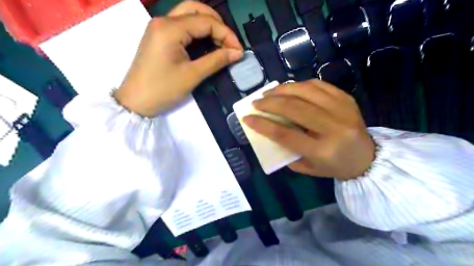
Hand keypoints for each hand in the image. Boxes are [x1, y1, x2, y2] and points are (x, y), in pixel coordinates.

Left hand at [112, 1, 241, 115]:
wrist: (135, 102)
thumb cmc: (163, 89)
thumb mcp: (192, 76)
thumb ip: (216, 60)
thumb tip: (237, 53)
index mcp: (170, 28)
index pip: (206, 21)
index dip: (226, 34)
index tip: (239, 50)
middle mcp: (163, 21)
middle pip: (196, 9)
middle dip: (217, 23)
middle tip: (229, 42)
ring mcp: (159, 28)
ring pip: (188, 15)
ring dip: (207, 25)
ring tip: (221, 43)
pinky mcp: (159, 37)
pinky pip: (182, 26)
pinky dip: (197, 32)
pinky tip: (206, 44)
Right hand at [242, 80, 376, 178]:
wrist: (367, 157)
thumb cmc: (333, 166)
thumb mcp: (306, 167)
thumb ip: (286, 151)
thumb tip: (267, 131)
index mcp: (322, 150)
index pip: (286, 134)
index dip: (263, 125)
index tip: (247, 118)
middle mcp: (334, 128)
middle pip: (294, 108)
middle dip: (270, 103)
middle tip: (256, 102)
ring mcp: (342, 109)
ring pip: (306, 91)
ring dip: (282, 89)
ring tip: (269, 93)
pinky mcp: (346, 98)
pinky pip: (318, 85)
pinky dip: (299, 85)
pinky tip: (289, 89)